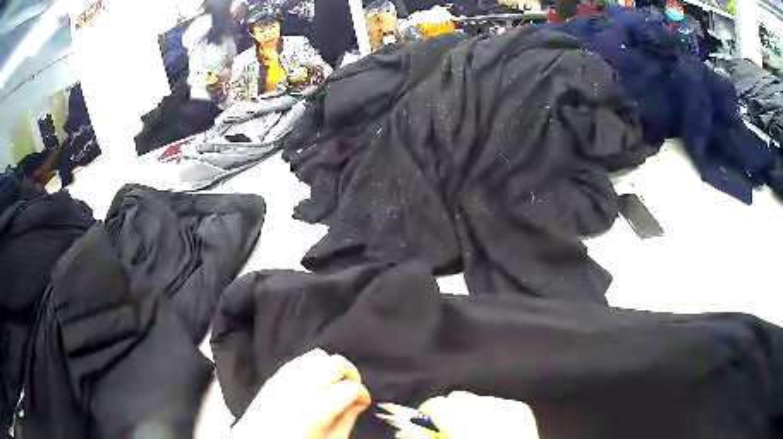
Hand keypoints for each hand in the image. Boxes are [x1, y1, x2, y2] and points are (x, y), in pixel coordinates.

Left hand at [231, 349, 370, 438]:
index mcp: (316, 410)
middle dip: (350, 374)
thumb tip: (359, 403)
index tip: (363, 401)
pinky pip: (299, 360)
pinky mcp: (273, 377)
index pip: (350, 388)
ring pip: (317, 356)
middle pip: (335, 364)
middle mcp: (299, 389)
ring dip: (331, 366)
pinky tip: (315, 380)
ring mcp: (284, 380)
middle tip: (352, 388)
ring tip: (335, 382)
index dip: (362, 393)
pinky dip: (312, 365)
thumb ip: (346, 422)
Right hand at [398, 391, 538, 438]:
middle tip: (451, 429)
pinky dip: (490, 413)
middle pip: (457, 397)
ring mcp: (506, 404)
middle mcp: (485, 406)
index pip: (436, 404)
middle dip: (450, 411)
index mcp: (463, 420)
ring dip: (471, 411)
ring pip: (476, 399)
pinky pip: (497, 402)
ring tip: (476, 430)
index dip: (427, 413)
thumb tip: (403, 431)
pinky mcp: (520, 407)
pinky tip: (494, 429)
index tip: (426, 424)